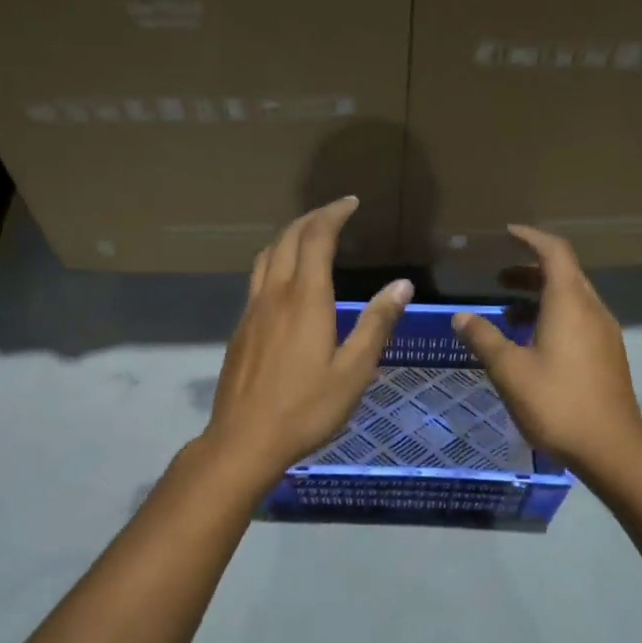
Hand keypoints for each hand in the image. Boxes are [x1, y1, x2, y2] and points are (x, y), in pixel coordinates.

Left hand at [203, 198, 411, 478]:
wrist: (245, 439)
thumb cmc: (306, 409)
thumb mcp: (354, 371)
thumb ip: (376, 324)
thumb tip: (401, 285)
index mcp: (306, 299)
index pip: (316, 238)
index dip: (333, 214)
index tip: (350, 203)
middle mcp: (274, 295)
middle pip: (287, 239)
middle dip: (311, 219)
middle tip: (334, 213)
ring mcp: (252, 311)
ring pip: (266, 256)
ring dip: (288, 237)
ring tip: (309, 237)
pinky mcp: (240, 329)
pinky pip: (257, 279)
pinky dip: (275, 261)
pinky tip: (285, 282)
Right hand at [451, 225, 641, 475]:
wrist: (611, 448)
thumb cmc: (557, 403)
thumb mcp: (510, 370)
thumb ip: (484, 338)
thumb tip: (460, 316)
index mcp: (570, 303)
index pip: (554, 252)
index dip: (530, 238)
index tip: (507, 233)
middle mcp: (592, 310)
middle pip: (564, 274)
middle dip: (530, 269)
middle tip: (498, 277)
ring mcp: (604, 334)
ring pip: (572, 299)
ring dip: (540, 297)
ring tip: (507, 313)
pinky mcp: (607, 356)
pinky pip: (578, 321)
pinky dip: (552, 317)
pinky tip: (531, 344)